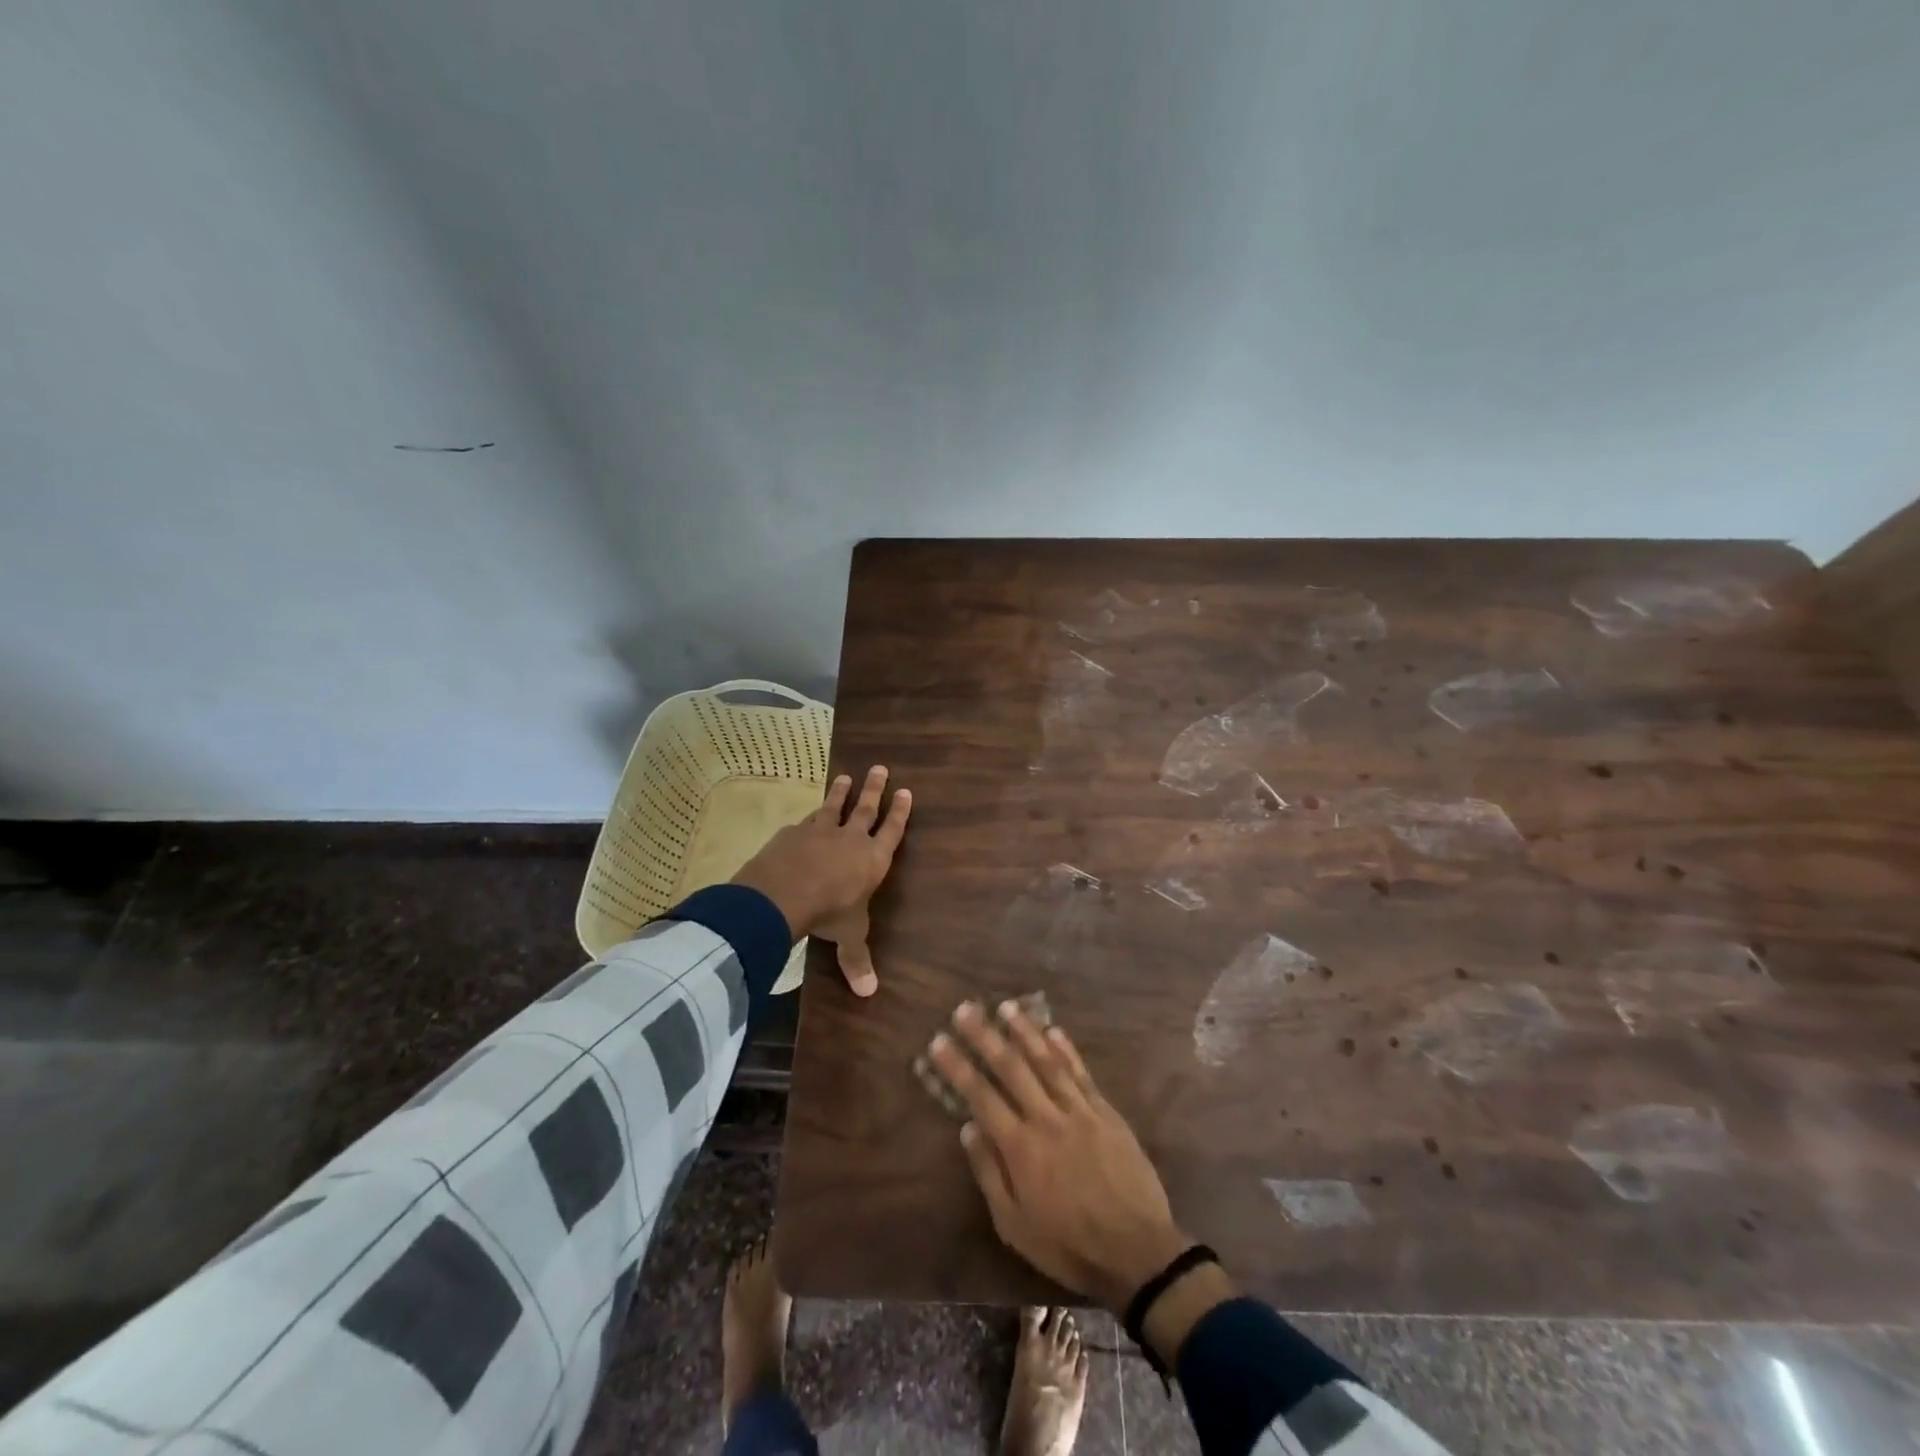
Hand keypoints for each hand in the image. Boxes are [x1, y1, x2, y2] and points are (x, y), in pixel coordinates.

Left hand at [731, 765, 910, 995]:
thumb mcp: (848, 937)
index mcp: (872, 859)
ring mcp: (819, 832)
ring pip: (833, 806)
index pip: (892, 831)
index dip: (900, 812)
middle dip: (874, 789)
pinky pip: (804, 823)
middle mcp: (850, 839)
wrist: (783, 895)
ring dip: (841, 792)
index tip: (906, 791)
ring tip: (845, 776)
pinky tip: (804, 819)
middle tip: (880, 767)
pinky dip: (808, 819)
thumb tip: (869, 993)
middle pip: (865, 808)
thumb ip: (857, 960)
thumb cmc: (829, 913)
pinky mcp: (792, 833)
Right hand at [928, 999, 1188, 1310]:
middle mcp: (1046, 1118)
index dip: (958, 1066)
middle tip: (965, 1008)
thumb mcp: (1015, 1226)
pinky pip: (1082, 1074)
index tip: (938, 1041)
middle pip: (1011, 1068)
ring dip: (1025, 1032)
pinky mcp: (1106, 1112)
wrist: (1137, 1252)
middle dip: (985, 1036)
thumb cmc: (1069, 1245)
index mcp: (1020, 1147)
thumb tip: (968, 1127)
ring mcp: (1079, 1111)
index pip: (981, 1096)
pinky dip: (1067, 1050)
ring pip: (1047, 1061)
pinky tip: (1054, 1030)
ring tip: (1006, 1006)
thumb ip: (990, 1173)